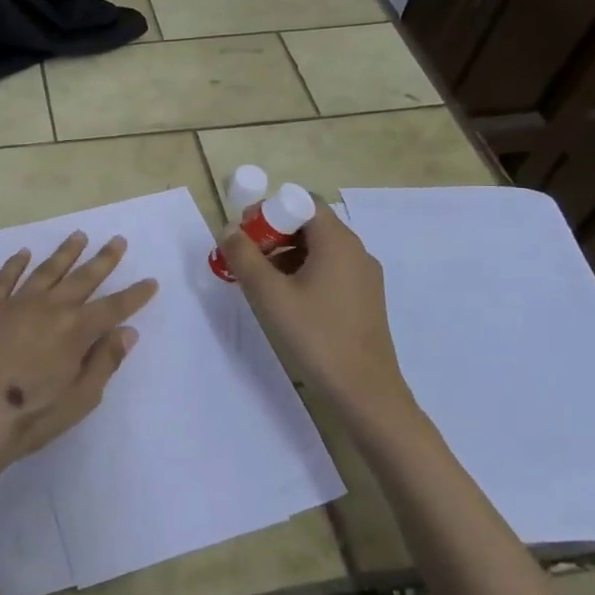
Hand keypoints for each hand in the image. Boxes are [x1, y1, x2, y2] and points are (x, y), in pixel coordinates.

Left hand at [0, 231, 158, 480]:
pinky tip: (24, 253)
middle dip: (104, 259)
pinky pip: (4, 278)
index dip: (135, 295)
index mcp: (76, 330)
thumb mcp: (80, 399)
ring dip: (65, 252)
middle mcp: (49, 307)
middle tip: (118, 240)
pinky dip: (16, 263)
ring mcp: (16, 304)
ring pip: (47, 270)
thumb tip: (127, 332)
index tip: (151, 280)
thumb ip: (105, 362)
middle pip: (83, 278)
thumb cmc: (30, 417)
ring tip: (79, 236)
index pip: (114, 307)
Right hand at [217, 206, 414, 421]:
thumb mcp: (269, 295)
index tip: (245, 234)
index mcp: (337, 241)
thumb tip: (229, 230)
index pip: (302, 202)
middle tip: (246, 258)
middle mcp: (356, 250)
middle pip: (310, 224)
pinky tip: (286, 301)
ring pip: (319, 249)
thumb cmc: (315, 335)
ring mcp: (364, 276)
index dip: (270, 211)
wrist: (365, 391)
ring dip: (286, 255)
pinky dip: (304, 273)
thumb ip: (244, 257)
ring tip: (260, 282)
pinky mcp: (365, 299)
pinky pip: (330, 270)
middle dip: (274, 234)